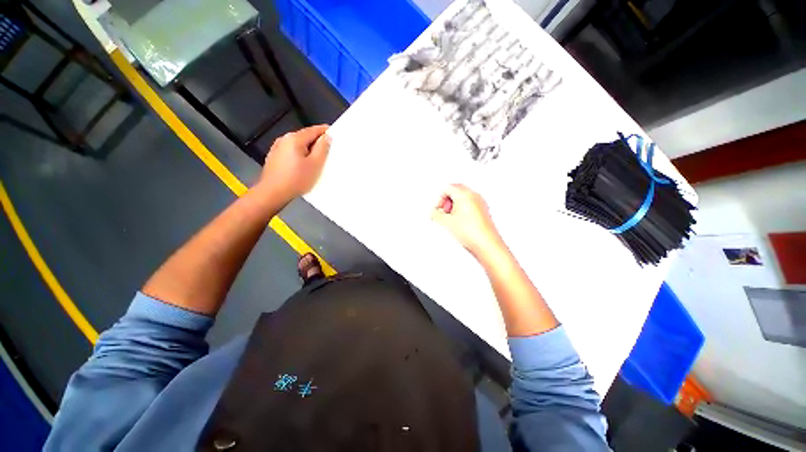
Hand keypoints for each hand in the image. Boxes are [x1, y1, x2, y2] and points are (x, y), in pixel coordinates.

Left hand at [257, 125, 330, 202]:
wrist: (273, 193)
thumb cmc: (297, 179)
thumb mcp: (315, 164)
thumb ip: (322, 148)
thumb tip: (326, 137)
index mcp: (294, 139)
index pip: (313, 130)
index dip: (324, 130)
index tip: (333, 132)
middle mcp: (284, 139)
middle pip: (304, 137)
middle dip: (316, 141)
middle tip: (328, 149)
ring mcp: (277, 148)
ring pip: (297, 145)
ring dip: (308, 149)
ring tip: (317, 158)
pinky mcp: (274, 157)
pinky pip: (291, 152)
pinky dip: (300, 155)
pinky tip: (304, 165)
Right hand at [432, 184, 501, 256]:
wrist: (486, 244)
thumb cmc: (471, 232)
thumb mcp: (447, 222)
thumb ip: (436, 214)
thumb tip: (433, 212)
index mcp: (464, 194)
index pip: (447, 188)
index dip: (440, 199)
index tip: (438, 209)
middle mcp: (474, 195)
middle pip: (456, 190)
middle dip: (447, 201)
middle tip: (443, 212)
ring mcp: (480, 202)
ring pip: (463, 197)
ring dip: (454, 205)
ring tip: (451, 219)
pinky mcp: (483, 210)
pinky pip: (470, 204)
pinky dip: (462, 209)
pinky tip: (460, 222)